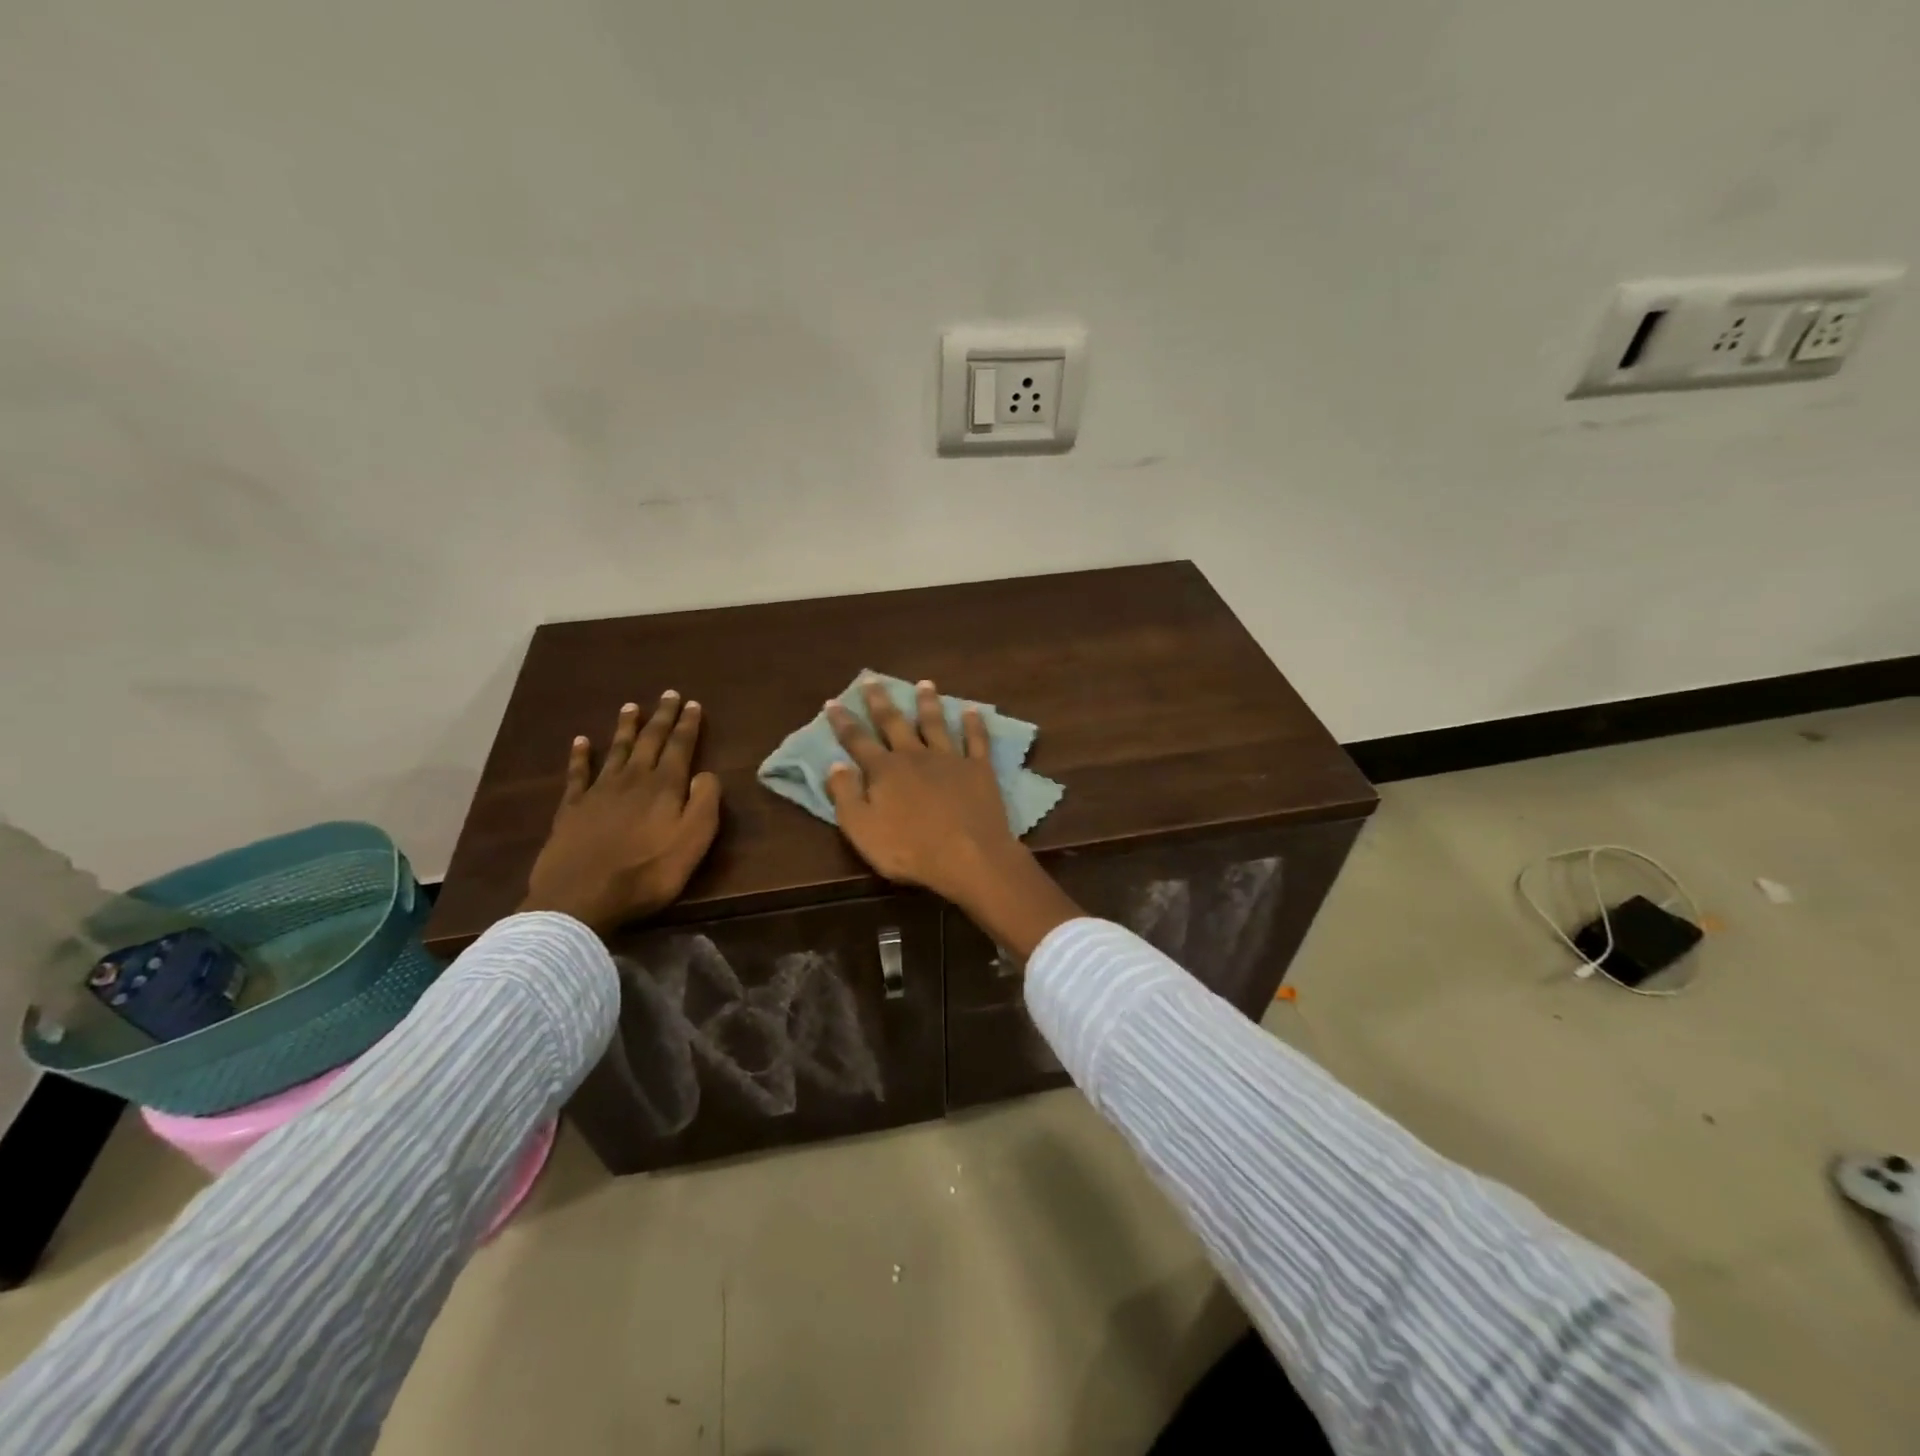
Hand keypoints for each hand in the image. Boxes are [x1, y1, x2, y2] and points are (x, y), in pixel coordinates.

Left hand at [520, 692, 721, 935]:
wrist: (581, 898)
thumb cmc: (647, 873)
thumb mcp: (693, 842)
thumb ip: (705, 803)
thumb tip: (707, 773)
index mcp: (665, 787)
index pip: (680, 747)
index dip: (688, 725)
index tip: (693, 703)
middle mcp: (632, 779)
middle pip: (650, 741)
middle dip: (662, 717)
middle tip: (668, 694)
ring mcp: (598, 792)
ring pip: (616, 750)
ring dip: (626, 728)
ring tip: (631, 707)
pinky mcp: (571, 809)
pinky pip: (577, 774)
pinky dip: (580, 755)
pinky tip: (581, 741)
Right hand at [825, 679, 1078, 958]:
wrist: (969, 857)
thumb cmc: (909, 850)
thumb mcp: (862, 830)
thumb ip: (845, 796)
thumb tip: (834, 765)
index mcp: (884, 770)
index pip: (857, 740)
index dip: (843, 722)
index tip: (833, 702)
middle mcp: (915, 755)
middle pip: (894, 722)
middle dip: (881, 700)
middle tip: (872, 678)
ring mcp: (950, 759)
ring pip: (936, 723)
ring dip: (928, 702)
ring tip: (925, 683)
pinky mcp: (979, 769)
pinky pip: (976, 740)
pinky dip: (974, 723)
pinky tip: (973, 710)